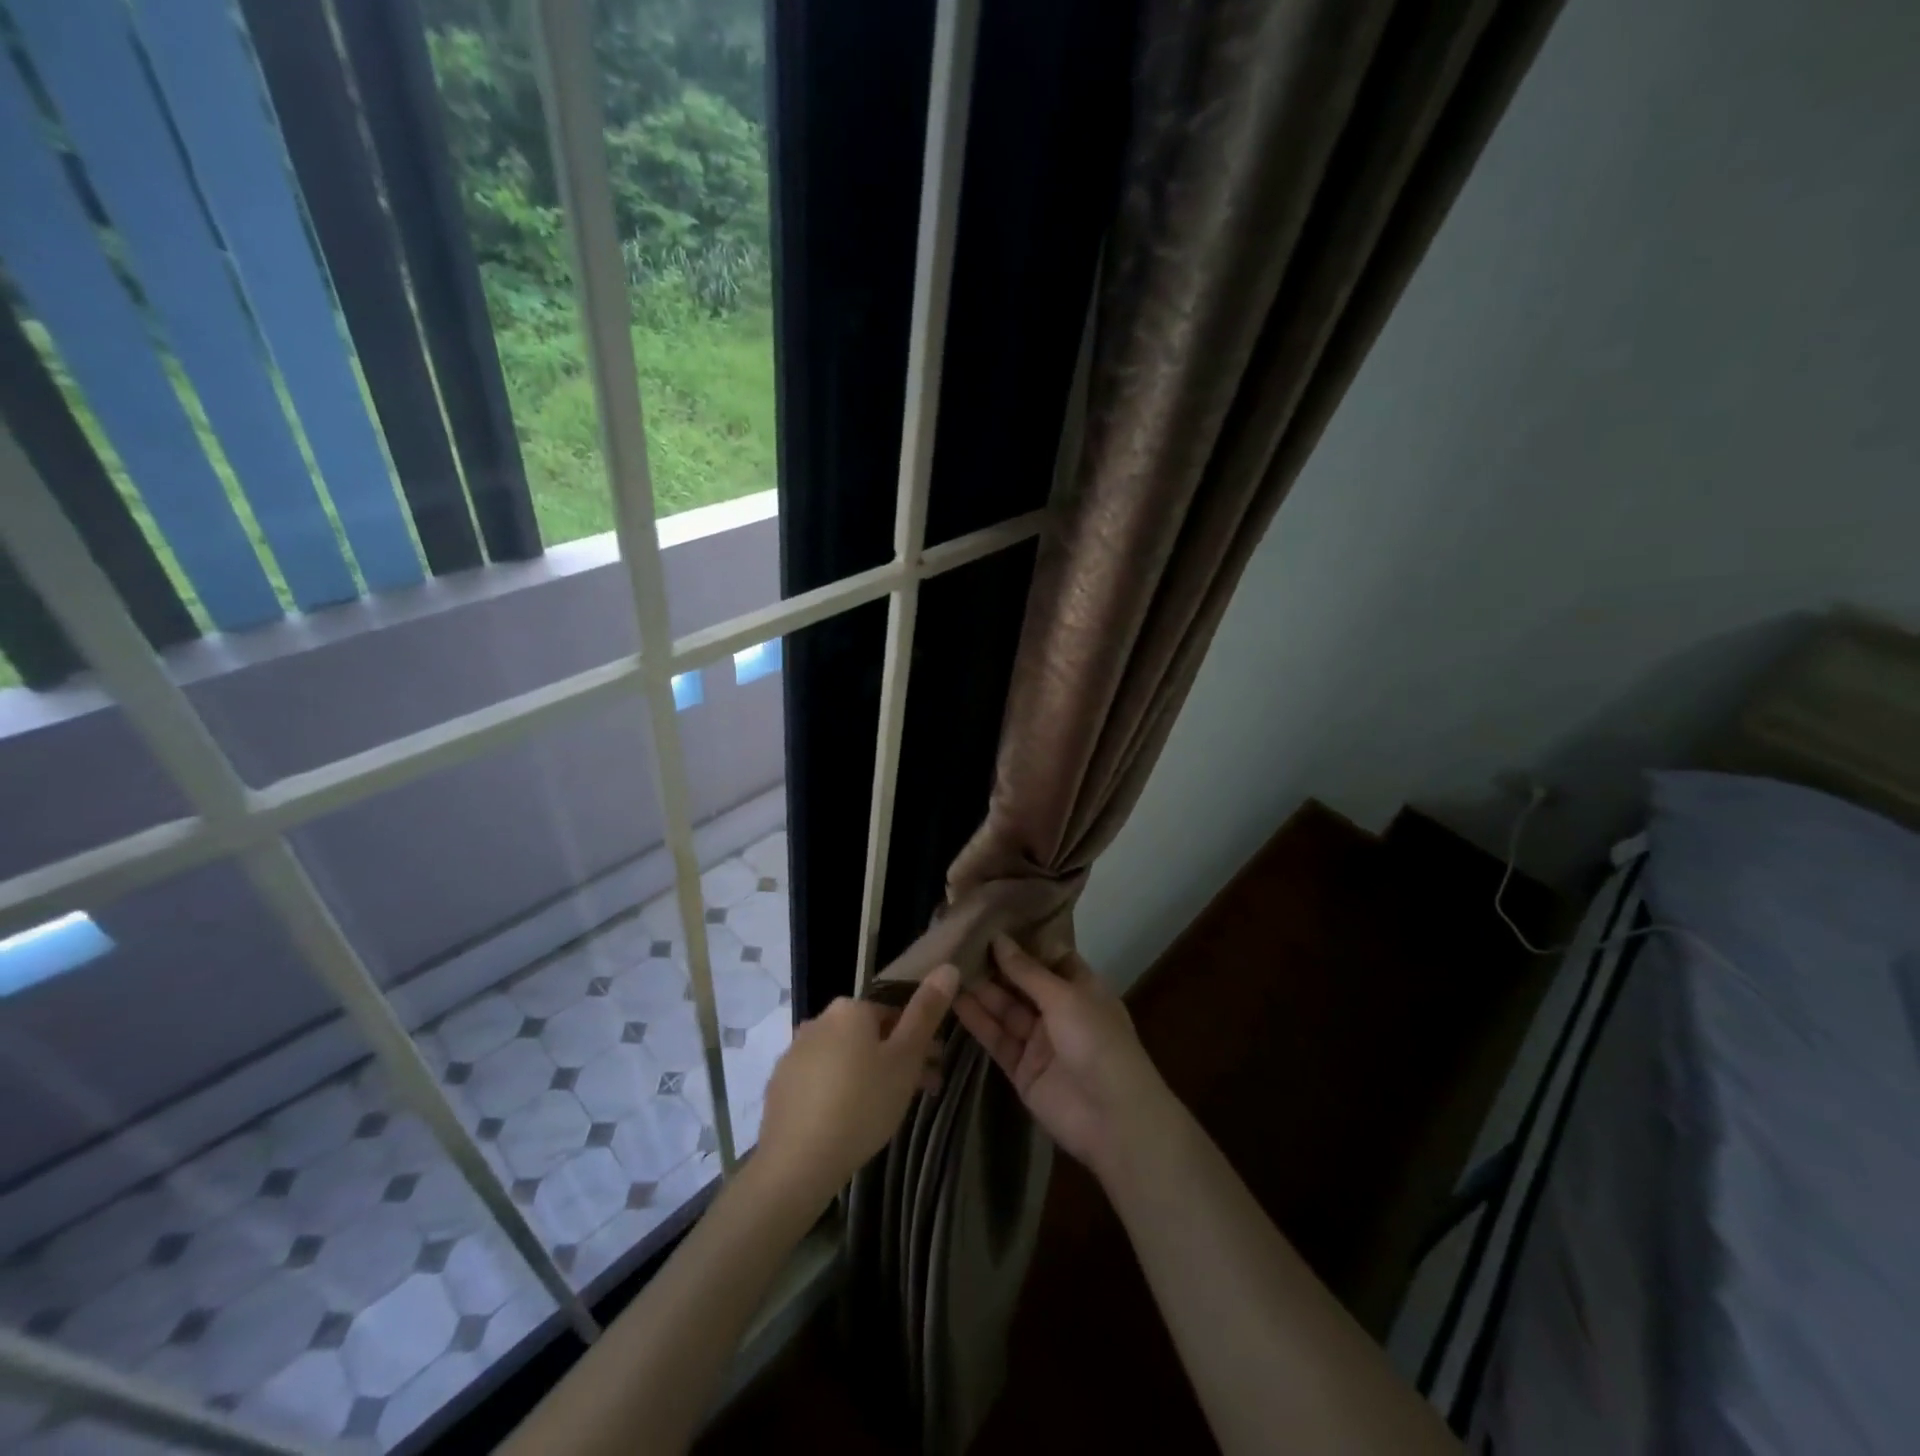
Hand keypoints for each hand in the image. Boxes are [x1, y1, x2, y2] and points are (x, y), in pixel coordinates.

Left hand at [755, 965, 958, 1205]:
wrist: (797, 1163)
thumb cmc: (862, 1104)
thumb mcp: (905, 1058)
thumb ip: (926, 1011)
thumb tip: (947, 967)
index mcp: (850, 1009)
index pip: (893, 1014)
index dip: (918, 1042)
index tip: (933, 1071)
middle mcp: (818, 1020)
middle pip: (868, 1036)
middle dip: (895, 1059)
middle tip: (919, 1094)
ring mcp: (794, 1053)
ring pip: (844, 1058)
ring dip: (868, 1075)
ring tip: (886, 1113)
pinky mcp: (780, 1085)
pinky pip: (820, 1080)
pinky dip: (838, 1091)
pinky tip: (848, 1121)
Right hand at [954, 935, 1170, 1182]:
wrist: (1112, 1119)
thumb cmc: (1097, 1042)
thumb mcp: (1065, 997)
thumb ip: (1027, 971)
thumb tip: (998, 937)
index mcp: (1081, 988)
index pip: (1049, 957)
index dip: (1022, 941)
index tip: (990, 920)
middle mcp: (1060, 1011)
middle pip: (1022, 983)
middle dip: (995, 965)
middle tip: (958, 940)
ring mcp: (1040, 1041)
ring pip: (1006, 1009)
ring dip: (982, 991)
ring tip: (948, 966)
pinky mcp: (1022, 1069)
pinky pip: (997, 1039)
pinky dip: (978, 1021)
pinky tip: (954, 1000)